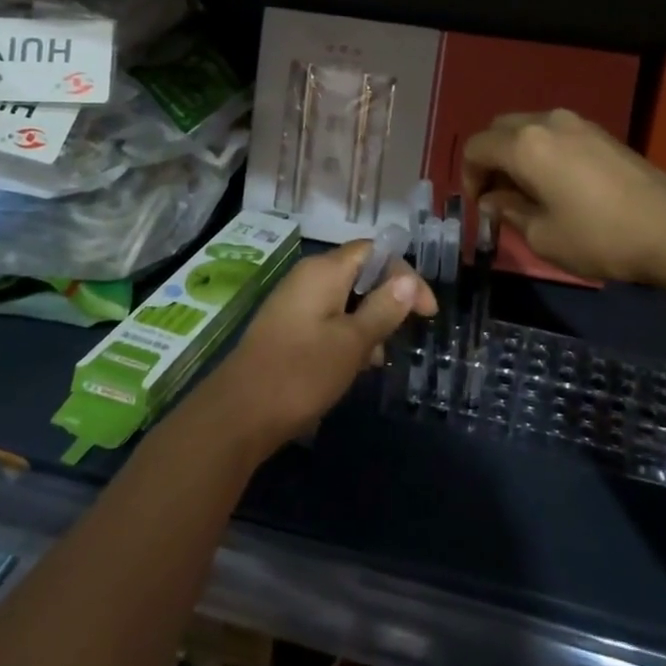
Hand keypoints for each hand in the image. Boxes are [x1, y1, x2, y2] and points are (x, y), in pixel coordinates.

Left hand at [199, 240, 435, 455]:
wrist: (239, 413)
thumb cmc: (302, 372)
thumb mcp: (353, 342)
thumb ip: (384, 308)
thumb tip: (409, 279)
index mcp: (324, 271)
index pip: (376, 252)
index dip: (406, 275)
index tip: (426, 313)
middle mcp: (308, 278)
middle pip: (360, 274)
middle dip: (387, 301)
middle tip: (402, 335)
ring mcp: (294, 303)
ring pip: (345, 301)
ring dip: (368, 323)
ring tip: (376, 359)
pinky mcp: (287, 328)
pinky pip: (328, 320)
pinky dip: (347, 336)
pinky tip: (353, 367)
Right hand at [462, 109, 665, 284]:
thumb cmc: (598, 237)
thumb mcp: (542, 235)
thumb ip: (509, 211)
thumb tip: (493, 199)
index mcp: (525, 145)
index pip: (476, 147)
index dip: (468, 176)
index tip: (480, 206)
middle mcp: (548, 122)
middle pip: (501, 129)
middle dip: (490, 159)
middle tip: (497, 196)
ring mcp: (579, 124)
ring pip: (530, 128)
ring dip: (517, 154)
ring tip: (527, 191)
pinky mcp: (603, 134)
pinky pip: (556, 134)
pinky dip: (543, 152)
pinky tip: (557, 184)